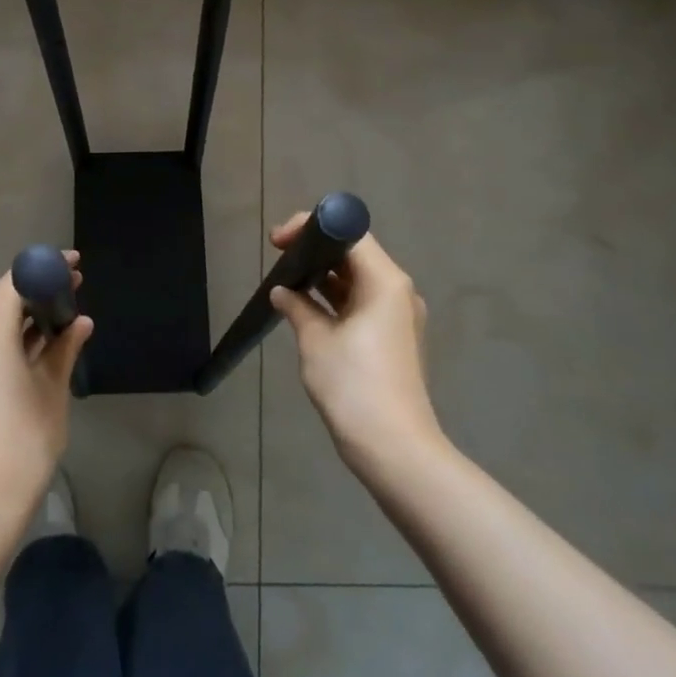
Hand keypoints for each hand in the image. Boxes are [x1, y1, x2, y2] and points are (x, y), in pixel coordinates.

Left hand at [0, 254, 92, 523]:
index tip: (75, 263)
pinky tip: (48, 339)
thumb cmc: (24, 438)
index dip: (46, 268)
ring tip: (68, 308)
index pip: (16, 281)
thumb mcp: (52, 388)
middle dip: (39, 288)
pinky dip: (18, 333)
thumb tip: (80, 322)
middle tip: (77, 283)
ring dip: (29, 311)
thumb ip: (65, 347)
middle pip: (4, 297)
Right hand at [269, 216, 441, 473]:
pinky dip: (335, 301)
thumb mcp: (316, 340)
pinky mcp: (393, 340)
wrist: (394, 448)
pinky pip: (361, 304)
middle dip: (314, 251)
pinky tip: (306, 309)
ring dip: (323, 278)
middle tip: (277, 256)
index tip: (279, 241)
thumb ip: (297, 307)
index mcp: (385, 282)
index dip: (312, 228)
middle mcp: (397, 291)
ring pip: (357, 281)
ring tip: (286, 282)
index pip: (349, 233)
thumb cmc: (354, 385)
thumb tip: (282, 292)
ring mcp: (398, 317)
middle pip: (354, 254)